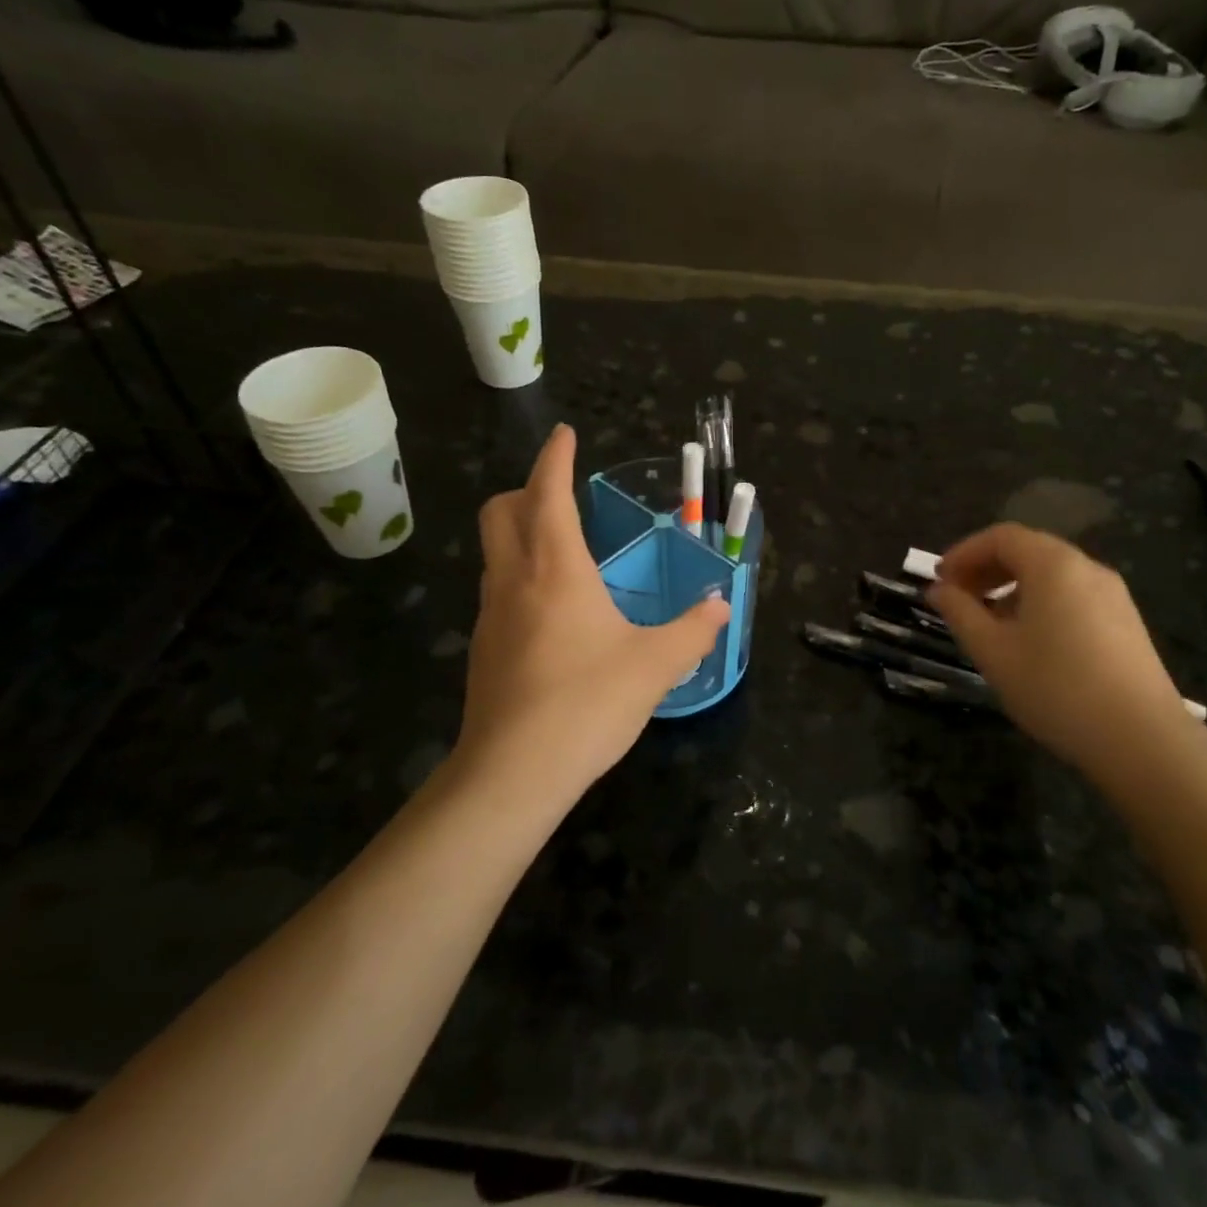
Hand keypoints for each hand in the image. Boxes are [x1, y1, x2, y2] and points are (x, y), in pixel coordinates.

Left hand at [451, 426, 729, 812]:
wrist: (514, 772)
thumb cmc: (588, 702)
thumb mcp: (656, 664)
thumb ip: (694, 630)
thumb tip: (722, 606)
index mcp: (556, 567)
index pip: (547, 492)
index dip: (555, 458)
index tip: (566, 435)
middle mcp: (514, 579)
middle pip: (500, 511)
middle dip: (526, 489)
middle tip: (560, 493)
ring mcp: (491, 615)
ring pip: (494, 552)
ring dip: (520, 533)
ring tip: (561, 548)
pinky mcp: (484, 649)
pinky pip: (498, 591)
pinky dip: (519, 576)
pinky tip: (551, 610)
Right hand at [928, 524, 1187, 772]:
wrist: (1141, 739)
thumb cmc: (1055, 687)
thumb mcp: (993, 651)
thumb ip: (960, 612)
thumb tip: (938, 590)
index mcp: (1054, 565)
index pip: (1001, 537)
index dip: (964, 552)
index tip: (939, 580)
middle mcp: (1087, 568)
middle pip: (1028, 550)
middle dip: (986, 568)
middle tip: (957, 598)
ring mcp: (1112, 595)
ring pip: (1051, 574)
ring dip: (1011, 587)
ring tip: (988, 622)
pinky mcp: (1125, 622)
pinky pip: (1072, 595)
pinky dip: (1040, 602)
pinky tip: (1028, 641)